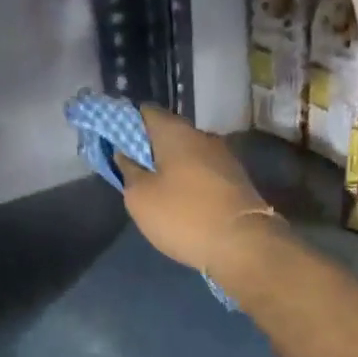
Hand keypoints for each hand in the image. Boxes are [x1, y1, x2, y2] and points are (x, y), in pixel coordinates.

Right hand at [116, 105, 280, 283]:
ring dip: (169, 166)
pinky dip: (187, 180)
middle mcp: (202, 136)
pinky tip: (180, 201)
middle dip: (148, 147)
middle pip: (167, 132)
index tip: (113, 143)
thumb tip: (125, 154)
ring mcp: (223, 157)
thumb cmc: (184, 215)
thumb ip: (128, 170)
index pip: (144, 112)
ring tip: (154, 189)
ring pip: (187, 153)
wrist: (244, 244)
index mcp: (175, 131)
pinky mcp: (235, 179)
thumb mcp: (140, 197)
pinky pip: (202, 171)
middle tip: (130, 170)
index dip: (125, 123)